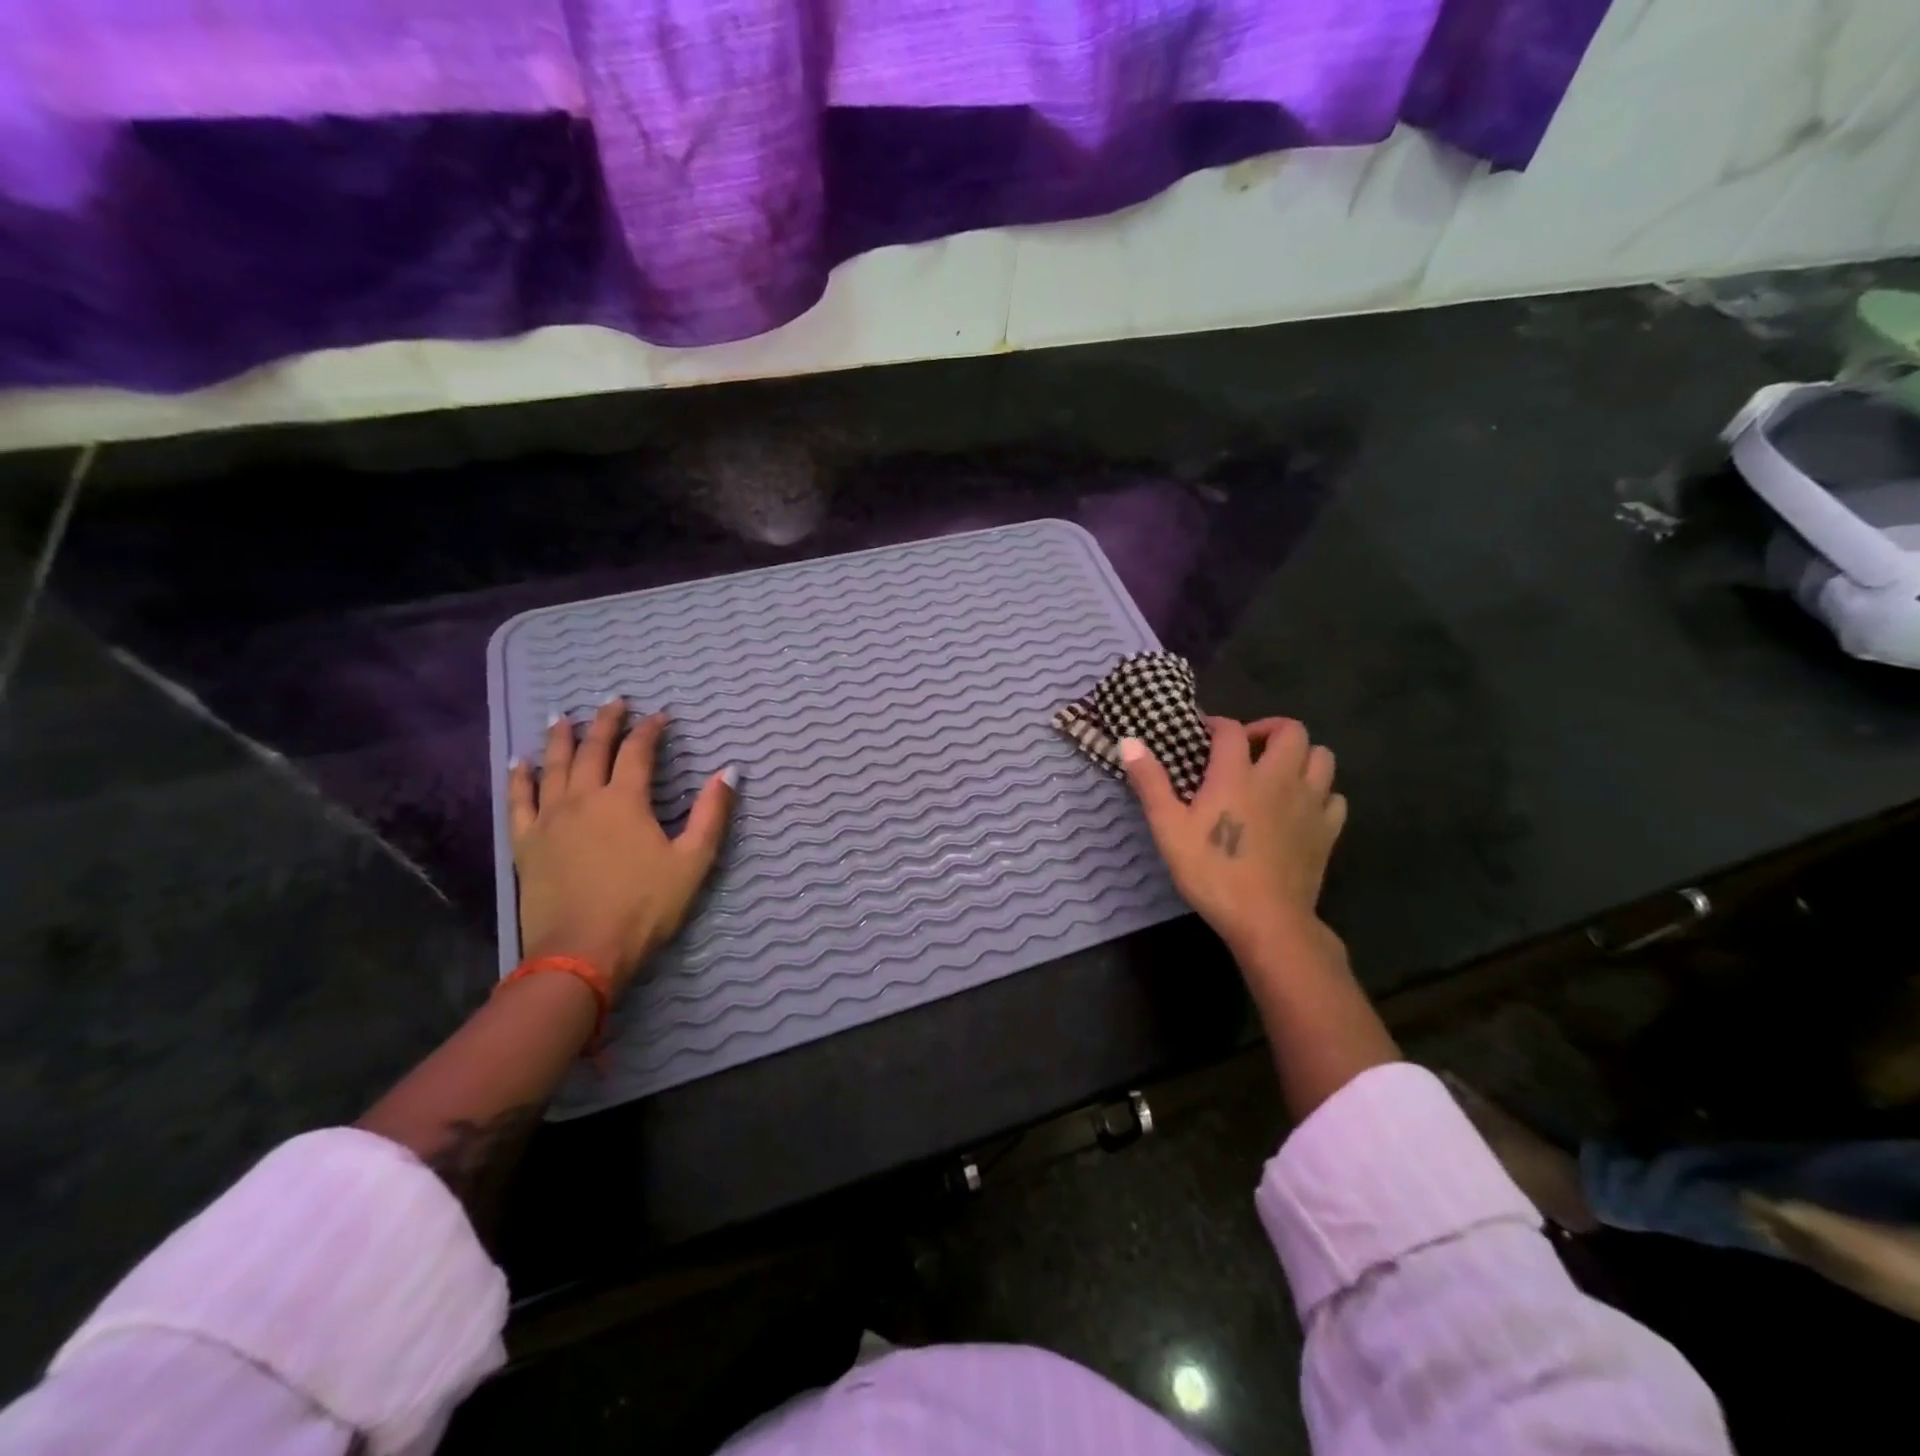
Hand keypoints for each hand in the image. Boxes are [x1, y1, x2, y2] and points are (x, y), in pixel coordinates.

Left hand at [507, 699, 734, 994]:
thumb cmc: (644, 907)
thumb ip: (712, 814)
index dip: (651, 730)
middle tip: (614, 701)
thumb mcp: (692, 862)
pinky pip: (519, 800)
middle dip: (606, 722)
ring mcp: (550, 819)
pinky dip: (520, 777)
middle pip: (593, 749)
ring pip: (554, 766)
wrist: (582, 953)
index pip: (638, 752)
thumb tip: (729, 772)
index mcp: (625, 801)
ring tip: (563, 716)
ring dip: (561, 738)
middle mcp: (584, 799)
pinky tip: (520, 761)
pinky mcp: (527, 843)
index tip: (661, 716)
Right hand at [1120, 716, 1346, 961]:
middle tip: (1247, 748)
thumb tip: (1129, 741)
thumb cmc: (1212, 872)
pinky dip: (1321, 793)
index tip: (1203, 734)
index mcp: (1237, 774)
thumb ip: (1150, 782)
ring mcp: (1310, 803)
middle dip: (1268, 729)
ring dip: (1301, 756)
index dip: (1216, 724)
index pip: (1231, 730)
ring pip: (1322, 756)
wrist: (1266, 920)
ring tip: (1278, 772)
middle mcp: (1279, 778)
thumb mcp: (1168, 828)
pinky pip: (1335, 796)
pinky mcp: (1328, 830)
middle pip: (1290, 730)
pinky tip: (1301, 807)